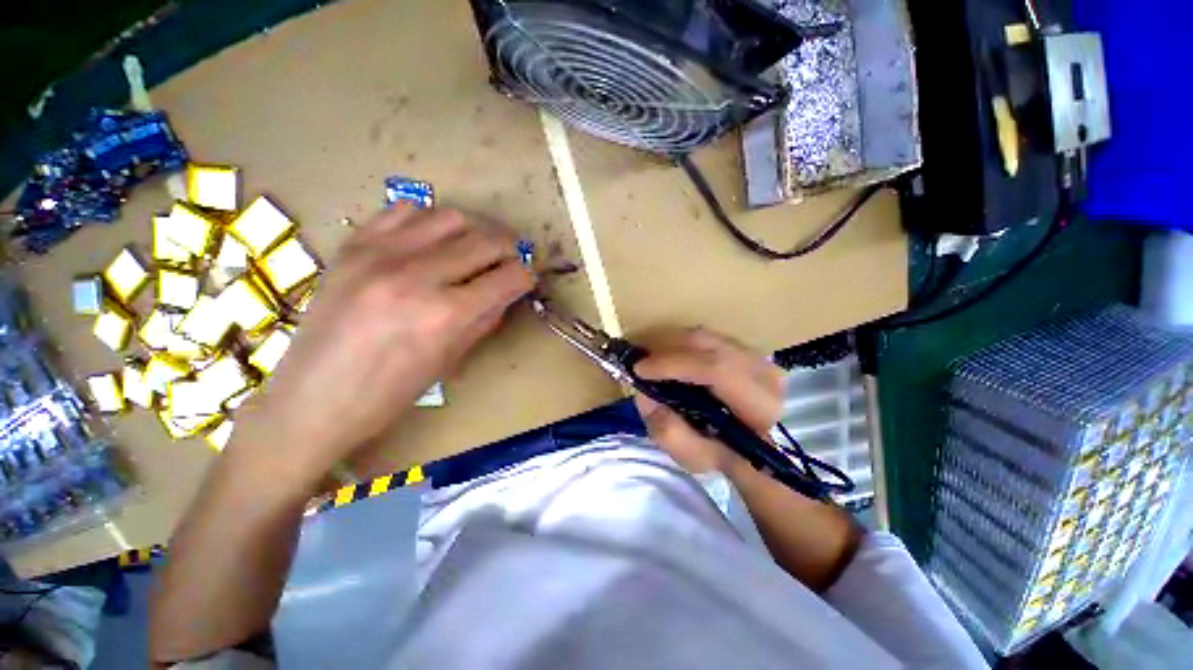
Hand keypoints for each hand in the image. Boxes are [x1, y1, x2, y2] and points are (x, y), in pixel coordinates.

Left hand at [233, 206, 533, 484]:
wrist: (312, 399)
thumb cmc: (389, 394)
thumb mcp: (451, 360)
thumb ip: (486, 318)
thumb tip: (508, 291)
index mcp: (445, 314)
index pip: (509, 277)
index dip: (526, 276)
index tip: (526, 279)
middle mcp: (417, 275)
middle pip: (487, 239)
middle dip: (510, 249)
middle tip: (510, 259)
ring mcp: (380, 254)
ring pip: (451, 217)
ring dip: (474, 231)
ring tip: (473, 248)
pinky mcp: (353, 245)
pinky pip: (404, 211)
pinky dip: (429, 221)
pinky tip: (431, 241)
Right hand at [632, 327, 783, 473]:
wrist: (753, 448)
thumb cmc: (724, 455)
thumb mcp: (694, 458)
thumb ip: (669, 432)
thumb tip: (644, 395)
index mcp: (759, 406)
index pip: (715, 370)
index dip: (672, 364)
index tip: (639, 369)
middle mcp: (763, 372)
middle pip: (707, 344)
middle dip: (666, 348)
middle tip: (640, 361)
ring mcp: (756, 356)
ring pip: (704, 336)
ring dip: (671, 344)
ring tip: (651, 360)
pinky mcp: (745, 349)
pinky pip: (705, 337)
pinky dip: (681, 344)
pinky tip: (668, 357)